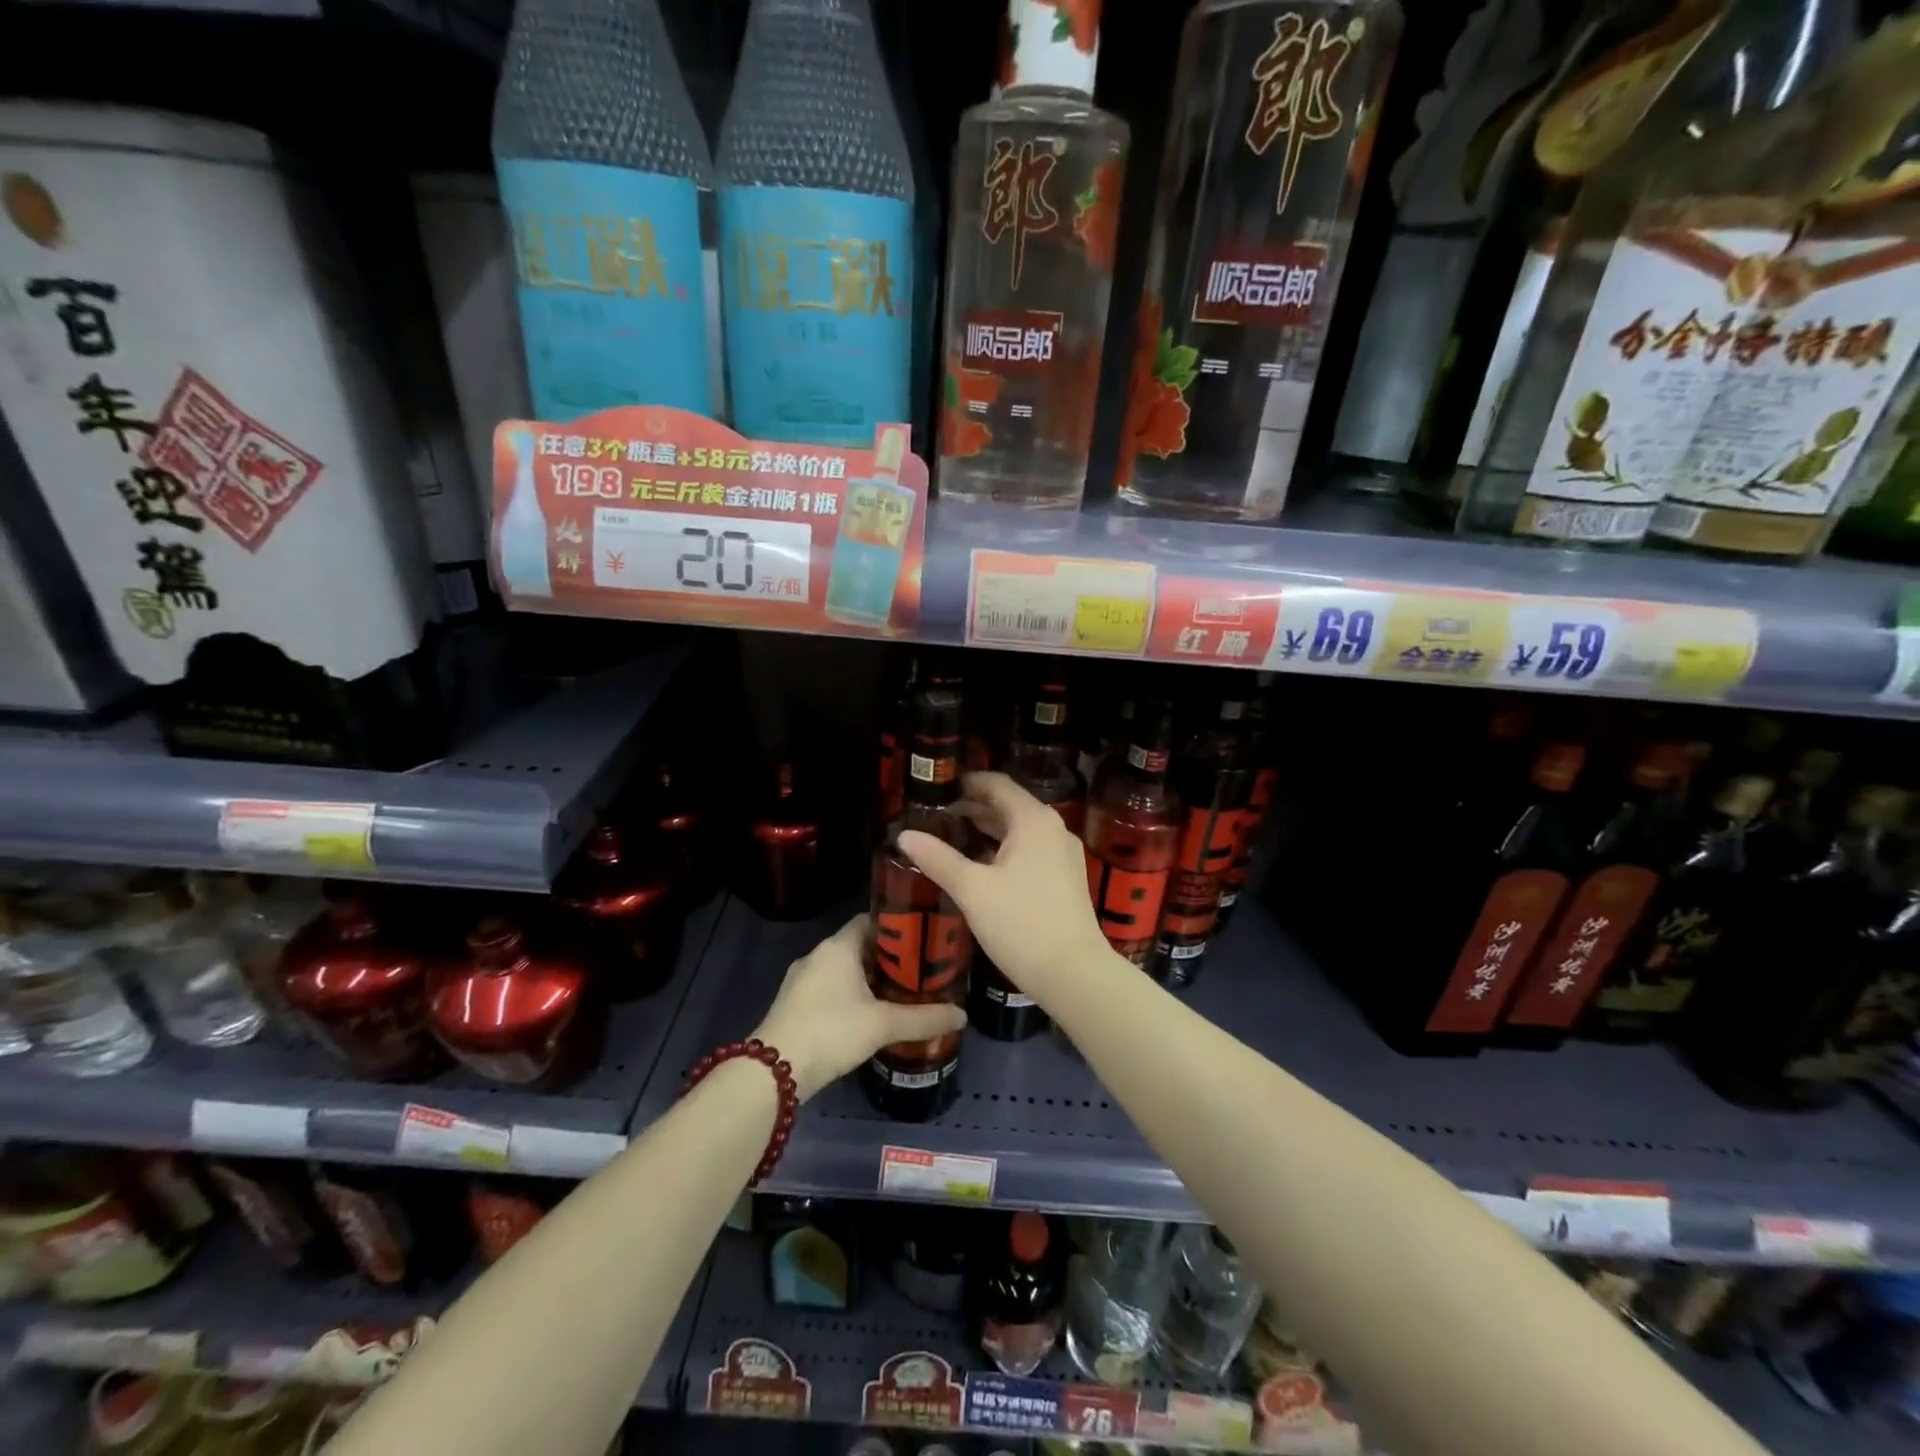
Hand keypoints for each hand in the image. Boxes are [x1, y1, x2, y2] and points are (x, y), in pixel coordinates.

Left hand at [752, 913, 965, 1101]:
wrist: (773, 1072)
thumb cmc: (832, 1031)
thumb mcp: (882, 1024)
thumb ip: (924, 1018)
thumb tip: (963, 1015)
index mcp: (839, 946)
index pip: (872, 920)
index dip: (899, 927)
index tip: (924, 939)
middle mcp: (818, 954)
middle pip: (860, 945)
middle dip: (889, 958)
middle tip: (920, 971)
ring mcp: (802, 979)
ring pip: (844, 969)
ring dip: (869, 979)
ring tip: (900, 994)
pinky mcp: (794, 1003)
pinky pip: (830, 988)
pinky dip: (850, 995)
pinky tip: (868, 1016)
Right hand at [898, 771, 1111, 1006]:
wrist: (1075, 974)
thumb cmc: (1021, 924)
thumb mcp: (972, 890)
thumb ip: (938, 858)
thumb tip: (904, 835)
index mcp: (1033, 820)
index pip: (996, 784)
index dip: (965, 783)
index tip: (935, 789)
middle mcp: (1053, 828)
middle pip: (1008, 805)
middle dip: (972, 807)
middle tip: (934, 815)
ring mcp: (1063, 853)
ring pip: (1019, 830)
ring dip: (987, 830)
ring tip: (949, 837)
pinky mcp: (1065, 877)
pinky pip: (1030, 849)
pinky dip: (1003, 849)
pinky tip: (979, 866)